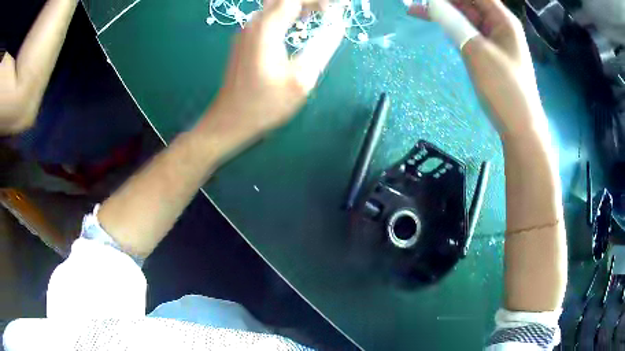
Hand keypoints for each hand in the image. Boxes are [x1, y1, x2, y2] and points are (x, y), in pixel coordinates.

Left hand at [201, 0, 343, 151]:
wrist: (230, 119)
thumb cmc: (265, 104)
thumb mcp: (301, 79)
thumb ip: (323, 46)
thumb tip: (338, 24)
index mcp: (266, 28)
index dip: (319, 0)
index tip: (339, 7)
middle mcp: (254, 23)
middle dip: (310, 1)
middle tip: (331, 10)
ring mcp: (247, 30)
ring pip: (276, 4)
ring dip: (299, 4)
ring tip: (322, 12)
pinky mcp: (245, 38)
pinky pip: (269, 15)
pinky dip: (288, 12)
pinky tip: (300, 22)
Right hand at [409, 0, 547, 139]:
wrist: (520, 127)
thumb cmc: (504, 87)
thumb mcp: (477, 51)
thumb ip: (453, 22)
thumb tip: (430, 3)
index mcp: (502, 19)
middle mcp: (499, 25)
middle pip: (469, 2)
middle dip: (444, 1)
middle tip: (418, 3)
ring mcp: (494, 39)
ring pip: (465, 16)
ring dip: (444, 12)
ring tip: (415, 10)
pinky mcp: (488, 53)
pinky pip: (467, 32)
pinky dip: (451, 27)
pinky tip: (436, 24)